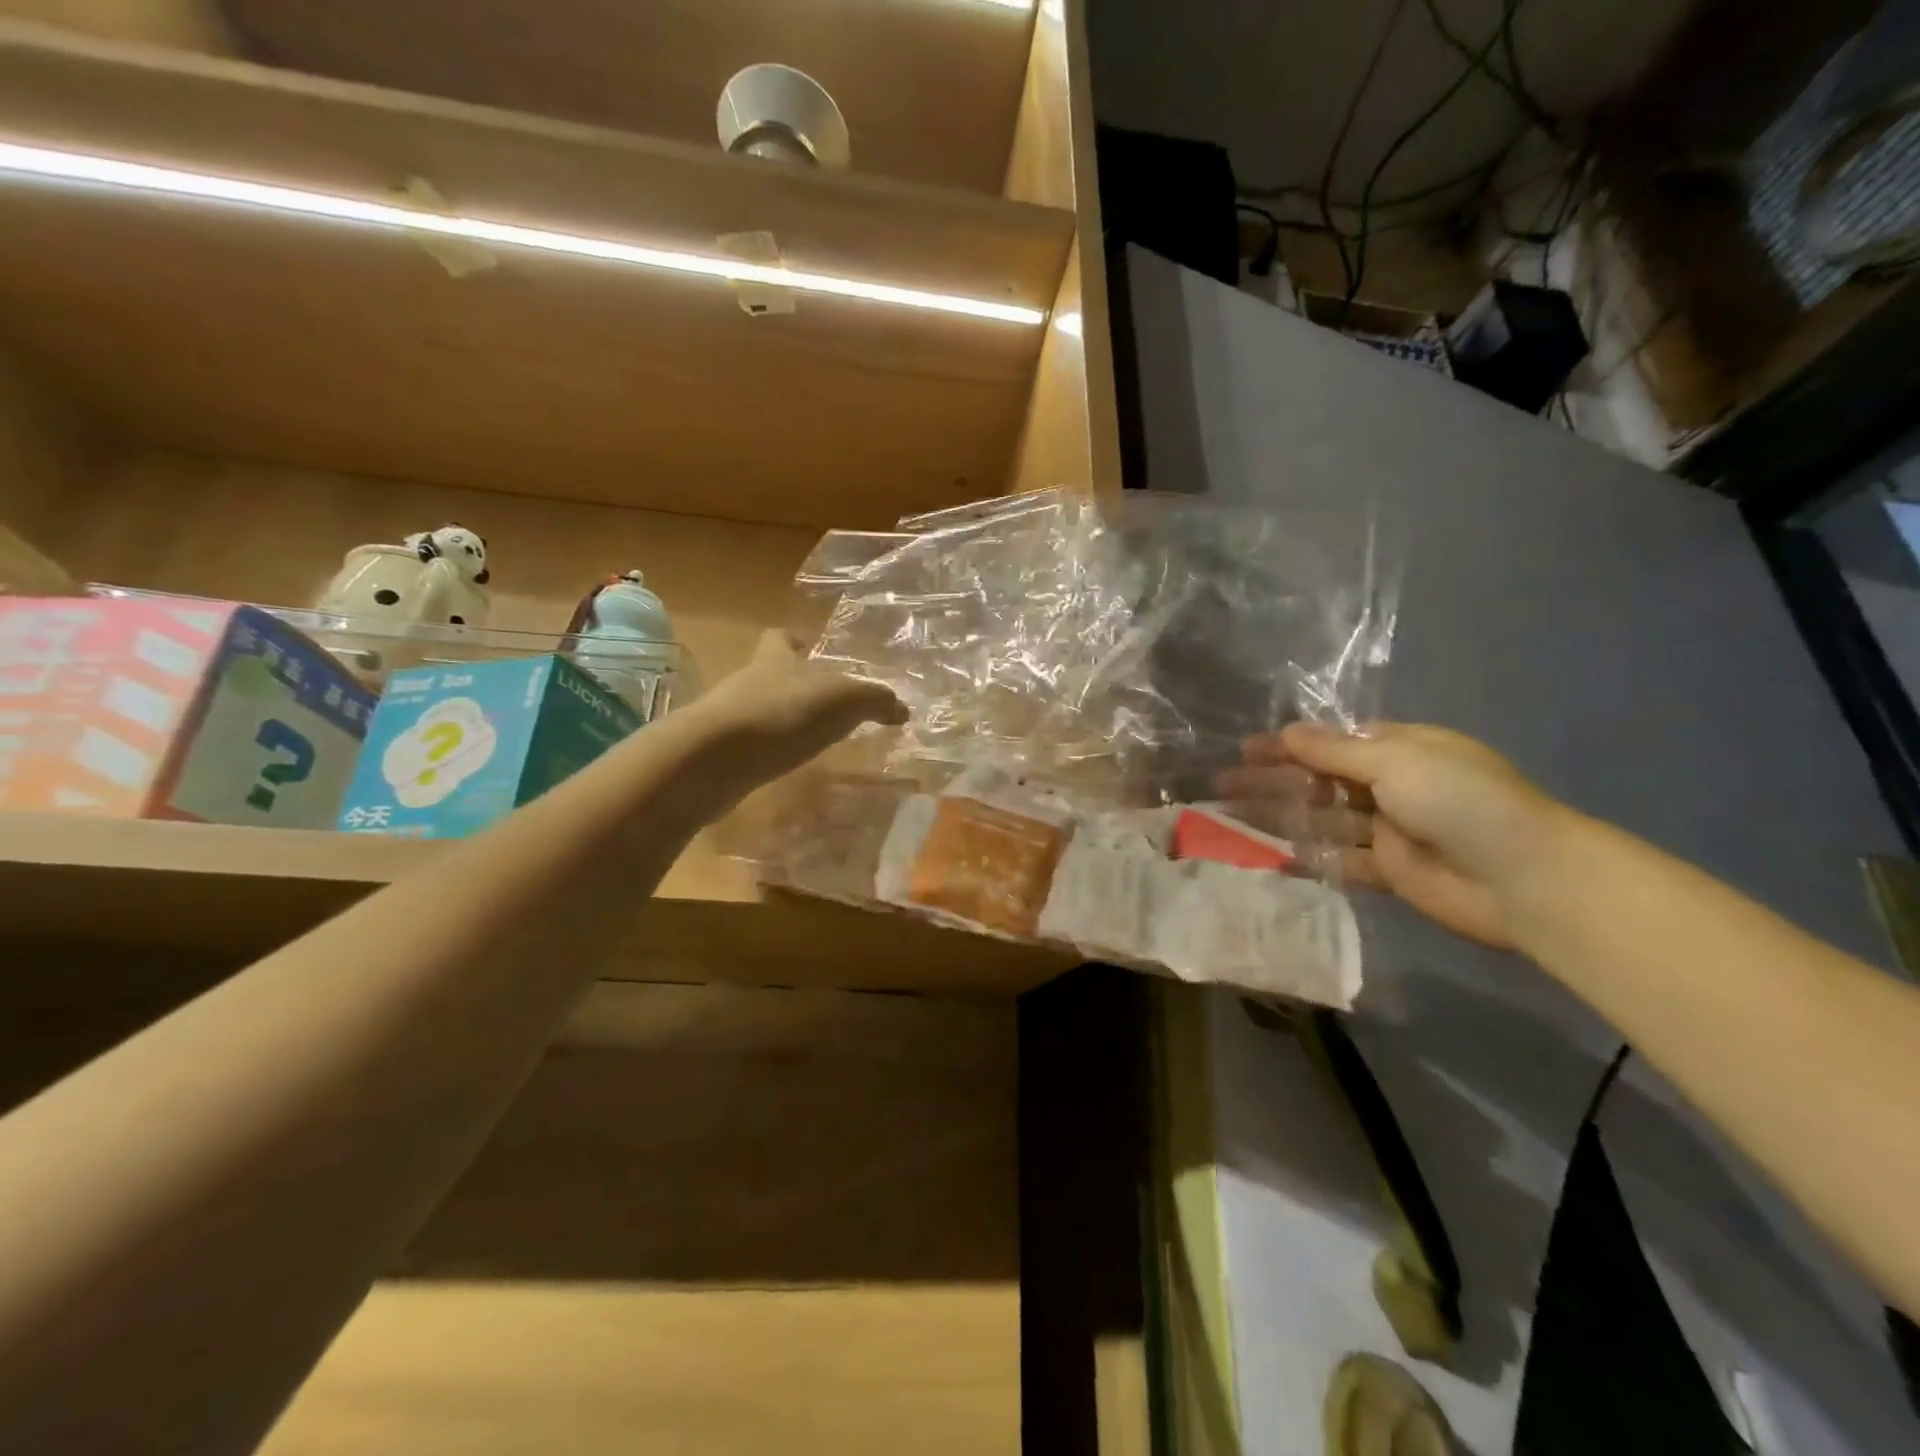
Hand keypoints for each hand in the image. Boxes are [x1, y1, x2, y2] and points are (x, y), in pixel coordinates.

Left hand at [700, 631, 906, 780]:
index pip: (780, 638)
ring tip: (812, 740)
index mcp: (775, 659)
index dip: (794, 641)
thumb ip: (874, 700)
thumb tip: (902, 708)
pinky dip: (768, 752)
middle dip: (794, 686)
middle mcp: (748, 681)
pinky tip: (787, 767)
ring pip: (759, 711)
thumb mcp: (842, 700)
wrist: (714, 758)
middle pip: (770, 675)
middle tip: (825, 705)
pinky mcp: (721, 753)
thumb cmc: (781, 713)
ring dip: (782, 721)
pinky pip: (750, 746)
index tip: (809, 649)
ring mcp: (729, 718)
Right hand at [1219, 723, 1567, 949]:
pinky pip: (1338, 860)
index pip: (1332, 743)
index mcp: (1400, 749)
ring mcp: (1389, 830)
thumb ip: (1335, 752)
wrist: (1523, 878)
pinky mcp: (1389, 872)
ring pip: (1322, 819)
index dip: (1288, 745)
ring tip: (1230, 815)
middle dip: (1273, 780)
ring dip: (1280, 816)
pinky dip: (1307, 857)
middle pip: (1319, 780)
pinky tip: (1268, 855)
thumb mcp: (1396, 761)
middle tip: (1223, 784)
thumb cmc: (1460, 801)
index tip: (1245, 750)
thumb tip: (1287, 732)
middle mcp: (1392, 786)